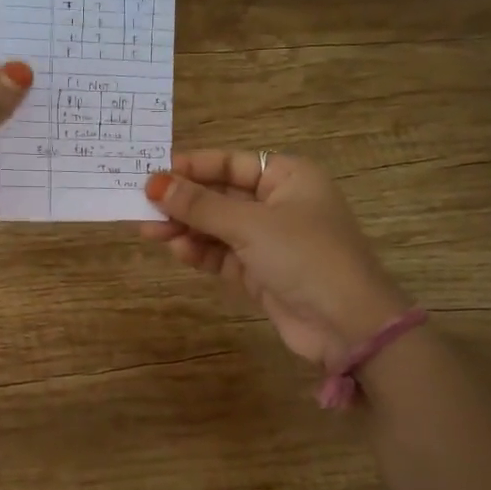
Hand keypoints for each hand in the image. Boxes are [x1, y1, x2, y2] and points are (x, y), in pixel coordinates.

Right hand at [139, 150, 410, 364]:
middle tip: (143, 205)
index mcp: (289, 178)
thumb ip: (200, 206)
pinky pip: (224, 255)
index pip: (232, 163)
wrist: (348, 326)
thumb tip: (154, 183)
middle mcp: (280, 204)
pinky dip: (201, 253)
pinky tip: (178, 250)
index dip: (193, 167)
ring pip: (219, 227)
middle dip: (184, 202)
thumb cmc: (305, 256)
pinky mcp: (262, 273)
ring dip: (187, 228)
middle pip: (222, 196)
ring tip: (150, 231)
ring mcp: (271, 241)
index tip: (153, 173)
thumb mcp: (250, 225)